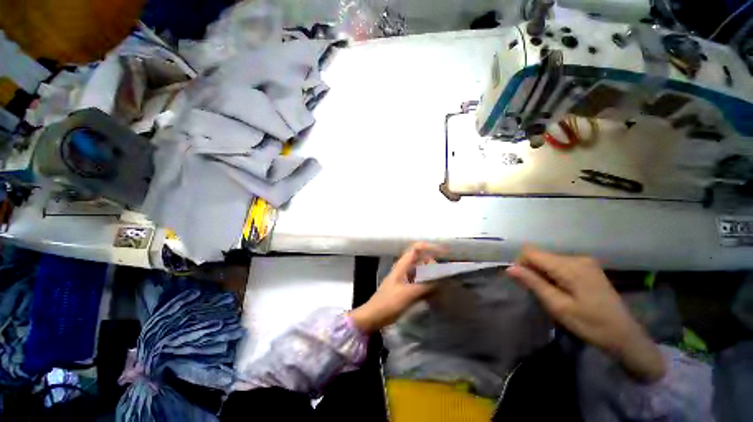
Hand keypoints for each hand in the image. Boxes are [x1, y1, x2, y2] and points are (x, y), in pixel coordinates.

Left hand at [348, 242, 445, 332]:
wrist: (373, 316)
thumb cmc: (388, 302)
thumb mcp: (408, 294)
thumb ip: (426, 286)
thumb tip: (442, 280)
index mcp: (402, 265)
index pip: (416, 248)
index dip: (429, 247)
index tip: (443, 252)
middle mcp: (404, 268)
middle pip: (421, 259)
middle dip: (433, 263)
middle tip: (443, 275)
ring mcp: (404, 278)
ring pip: (421, 271)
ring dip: (431, 275)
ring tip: (442, 283)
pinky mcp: (405, 288)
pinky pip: (419, 282)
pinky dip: (427, 284)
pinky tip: (435, 293)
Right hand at [506, 246, 665, 382]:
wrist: (625, 336)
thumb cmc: (591, 325)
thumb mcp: (558, 306)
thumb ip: (533, 283)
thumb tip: (509, 268)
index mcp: (570, 266)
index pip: (531, 252)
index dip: (521, 264)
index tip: (523, 283)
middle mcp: (577, 258)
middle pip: (540, 255)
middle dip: (532, 270)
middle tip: (537, 293)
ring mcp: (584, 262)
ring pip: (549, 260)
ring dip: (542, 273)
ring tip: (550, 294)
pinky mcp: (588, 267)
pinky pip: (560, 264)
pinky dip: (553, 274)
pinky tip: (561, 290)